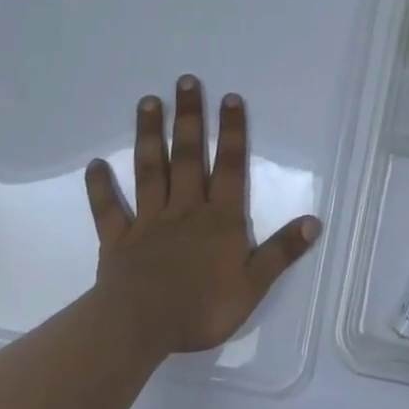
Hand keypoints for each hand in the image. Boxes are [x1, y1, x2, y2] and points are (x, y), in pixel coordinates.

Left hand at [86, 77, 318, 357]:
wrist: (141, 327)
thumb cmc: (202, 307)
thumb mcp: (253, 284)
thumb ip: (282, 252)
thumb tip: (314, 222)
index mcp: (220, 218)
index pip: (230, 167)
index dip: (232, 132)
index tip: (229, 97)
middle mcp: (186, 209)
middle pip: (189, 156)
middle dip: (190, 118)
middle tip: (185, 82)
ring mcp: (149, 221)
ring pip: (150, 171)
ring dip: (150, 136)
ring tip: (148, 102)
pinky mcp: (119, 241)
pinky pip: (109, 210)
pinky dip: (101, 188)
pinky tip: (94, 165)